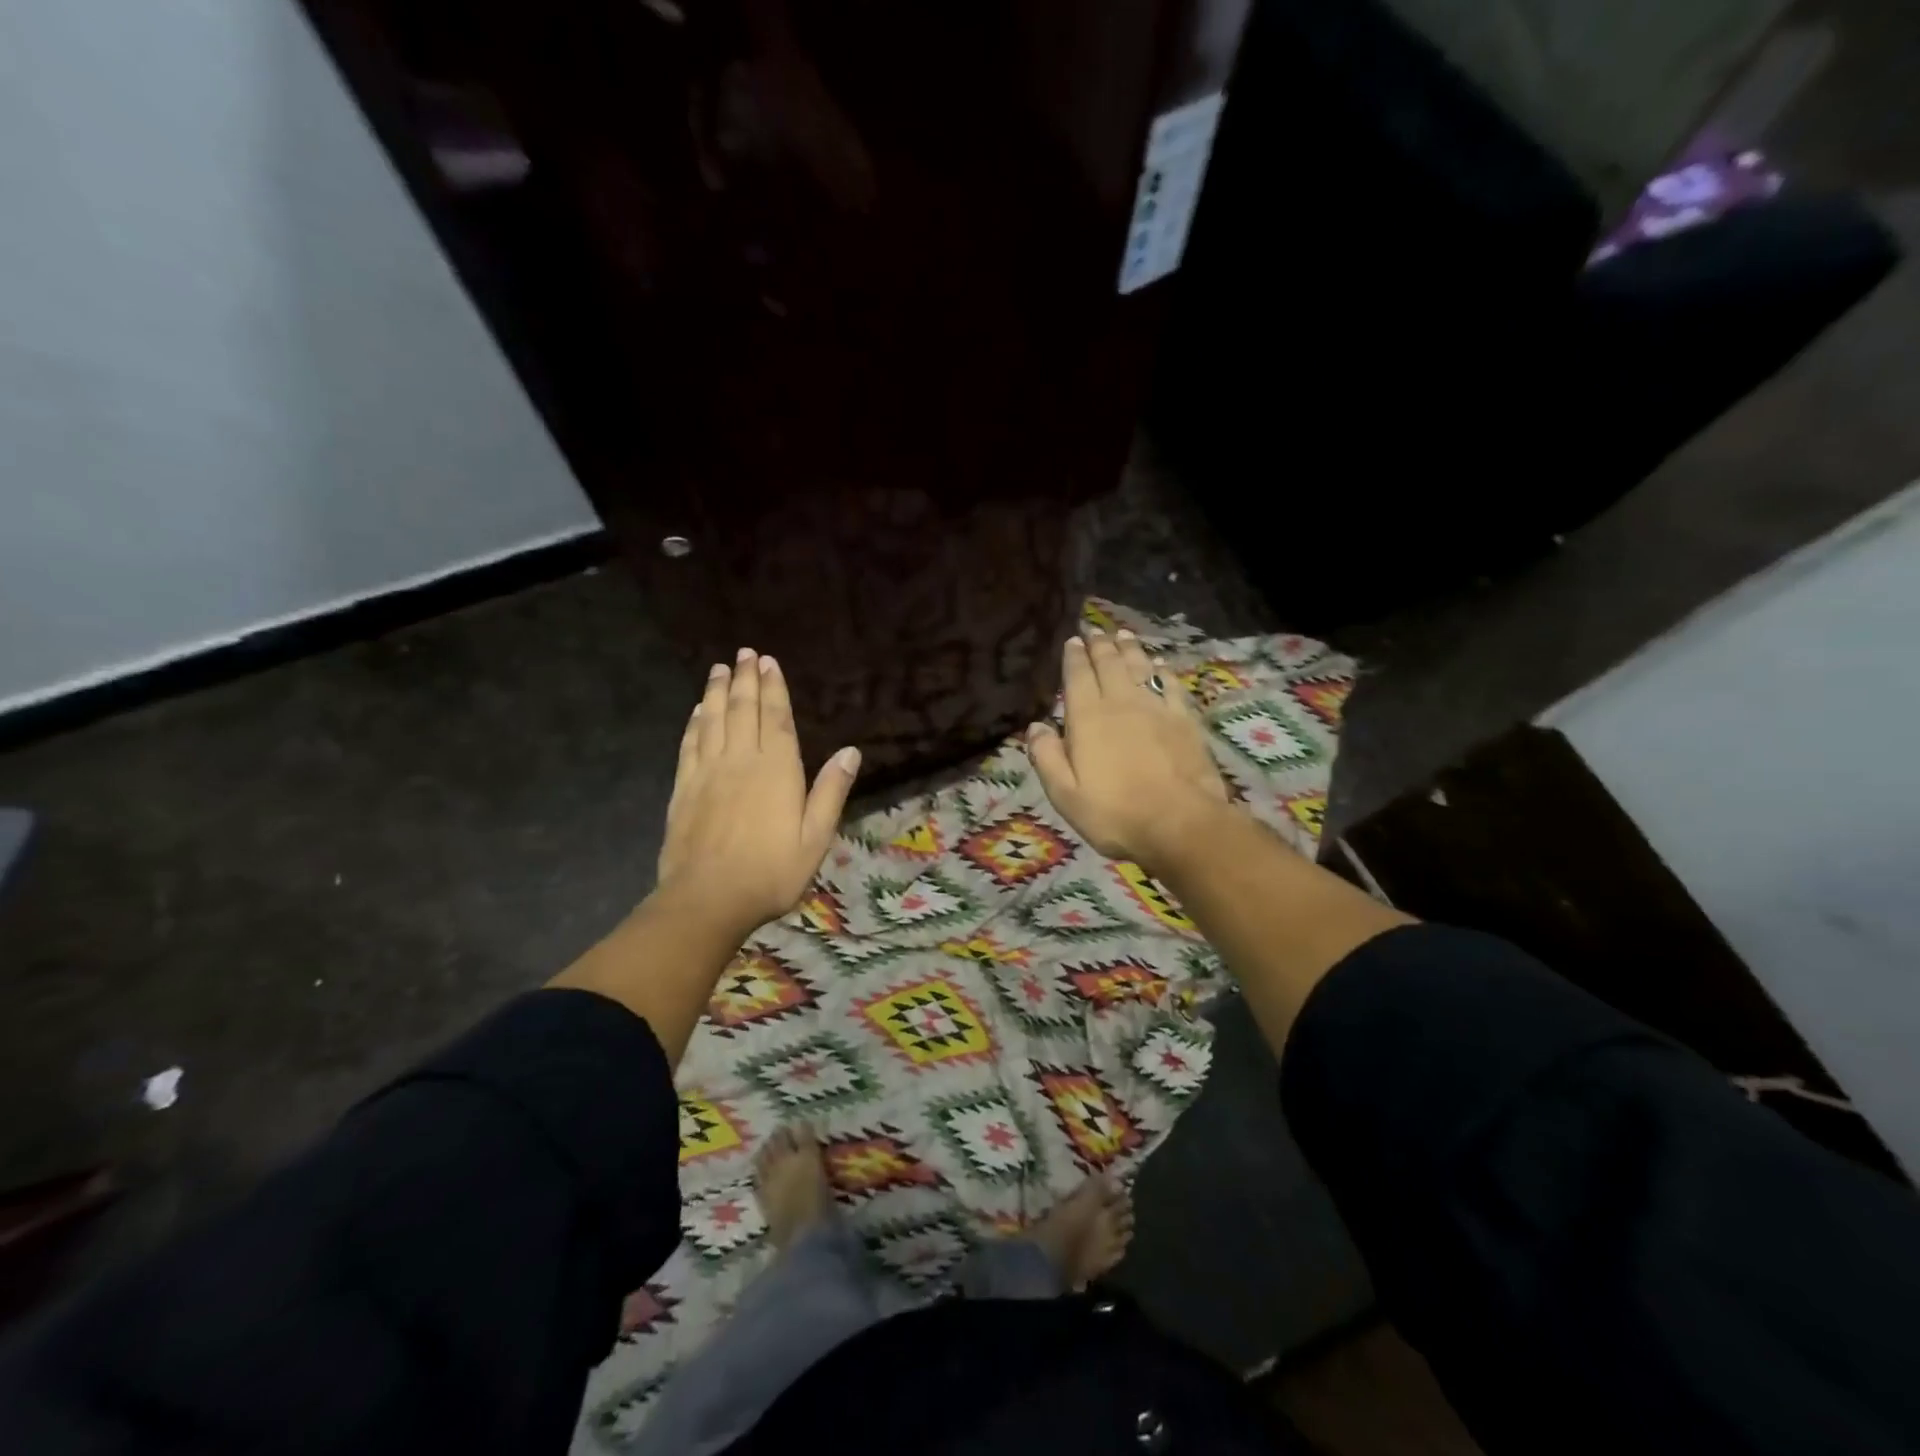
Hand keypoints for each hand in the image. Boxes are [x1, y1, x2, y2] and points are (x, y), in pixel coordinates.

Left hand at [656, 649, 860, 937]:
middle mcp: (741, 760)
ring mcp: (708, 772)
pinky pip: (689, 744)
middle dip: (744, 679)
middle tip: (744, 653)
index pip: (776, 718)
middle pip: (742, 710)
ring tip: (719, 668)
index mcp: (777, 770)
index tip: (768, 661)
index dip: (773, 688)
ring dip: (716, 691)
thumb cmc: (772, 871)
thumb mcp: (816, 837)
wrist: (708, 899)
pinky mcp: (684, 788)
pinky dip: (694, 722)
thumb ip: (831, 791)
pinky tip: (697, 711)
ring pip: (713, 720)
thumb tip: (851, 751)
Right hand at [1027, 628, 1229, 870]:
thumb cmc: (1115, 814)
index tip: (1073, 640)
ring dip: (1130, 649)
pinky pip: (1171, 685)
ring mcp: (1157, 708)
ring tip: (1123, 634)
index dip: (1074, 656)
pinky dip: (1162, 671)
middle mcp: (1121, 703)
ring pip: (1140, 667)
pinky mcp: (1185, 720)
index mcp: (1088, 718)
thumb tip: (1035, 726)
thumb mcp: (1065, 795)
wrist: (1181, 824)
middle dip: (1100, 645)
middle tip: (1095, 630)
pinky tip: (1160, 665)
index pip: (1078, 676)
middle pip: (1110, 664)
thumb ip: (1046, 758)